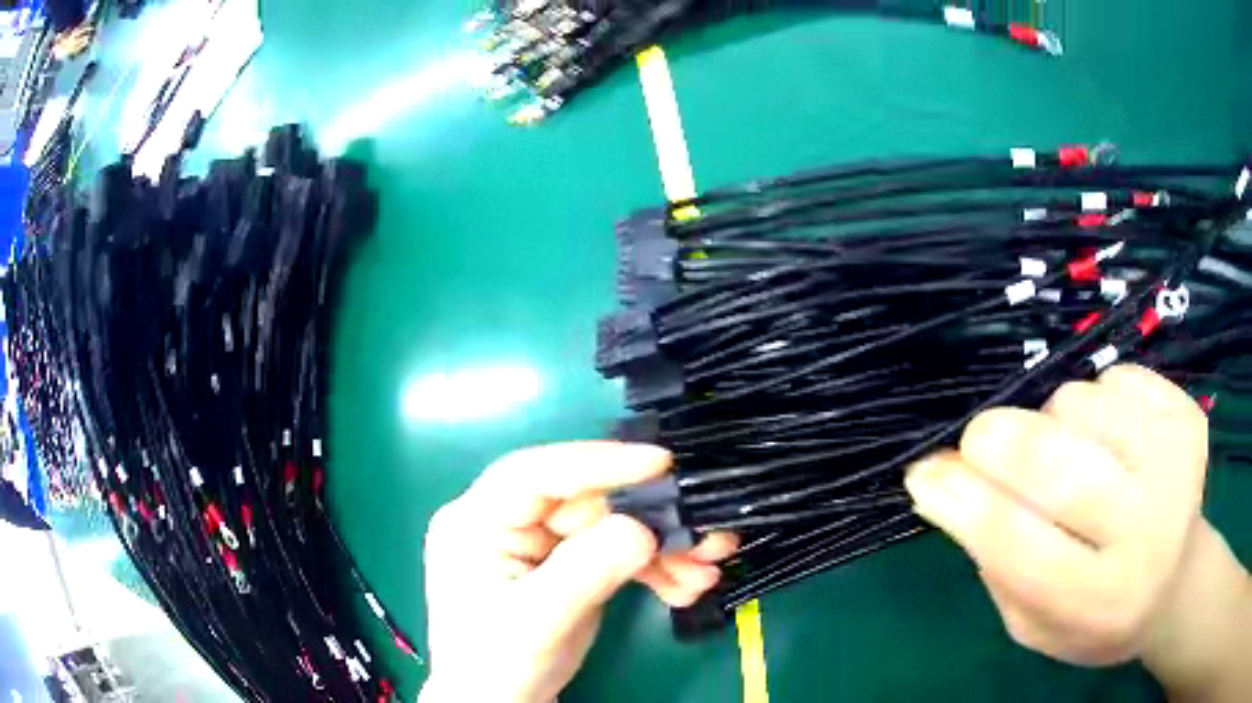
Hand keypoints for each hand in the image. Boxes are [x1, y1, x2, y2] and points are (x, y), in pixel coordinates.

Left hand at [420, 442, 737, 702]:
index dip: (598, 462)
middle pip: (587, 501)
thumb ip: (587, 571)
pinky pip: (616, 552)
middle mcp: (508, 521)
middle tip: (705, 536)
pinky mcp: (566, 565)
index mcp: (476, 521)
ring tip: (703, 574)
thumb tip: (644, 529)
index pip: (535, 474)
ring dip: (662, 548)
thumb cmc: (497, 664)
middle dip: (650, 519)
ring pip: (611, 525)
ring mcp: (539, 543)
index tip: (660, 463)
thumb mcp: (537, 620)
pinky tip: (683, 587)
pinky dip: (654, 568)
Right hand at [905, 365, 1210, 665]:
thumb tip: (949, 484)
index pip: (1020, 545)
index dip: (964, 503)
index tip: (923, 472)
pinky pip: (1115, 377)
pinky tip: (1108, 436)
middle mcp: (1146, 530)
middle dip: (999, 442)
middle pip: (1059, 467)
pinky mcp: (1187, 414)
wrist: (1178, 580)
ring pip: (1082, 406)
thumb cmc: (1098, 615)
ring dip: (1052, 422)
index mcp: (1099, 600)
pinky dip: (1094, 399)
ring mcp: (1175, 461)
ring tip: (1066, 453)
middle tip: (976, 440)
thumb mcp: (1036, 625)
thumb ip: (997, 565)